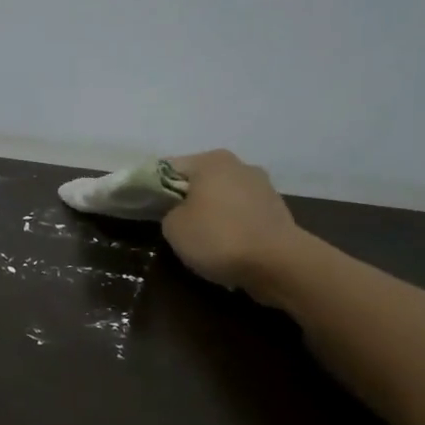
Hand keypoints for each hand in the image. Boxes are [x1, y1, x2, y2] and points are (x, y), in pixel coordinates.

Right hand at [161, 150, 302, 294]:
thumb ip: (169, 212)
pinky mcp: (278, 211)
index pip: (169, 168)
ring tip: (201, 239)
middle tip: (172, 223)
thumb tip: (180, 212)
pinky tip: (226, 246)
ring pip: (223, 197)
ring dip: (212, 212)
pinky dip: (232, 225)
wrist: (279, 264)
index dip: (153, 187)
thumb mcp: (173, 227)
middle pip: (199, 180)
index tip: (145, 206)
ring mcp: (263, 187)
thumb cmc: (218, 237)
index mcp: (211, 160)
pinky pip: (243, 214)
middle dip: (186, 198)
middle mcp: (239, 165)